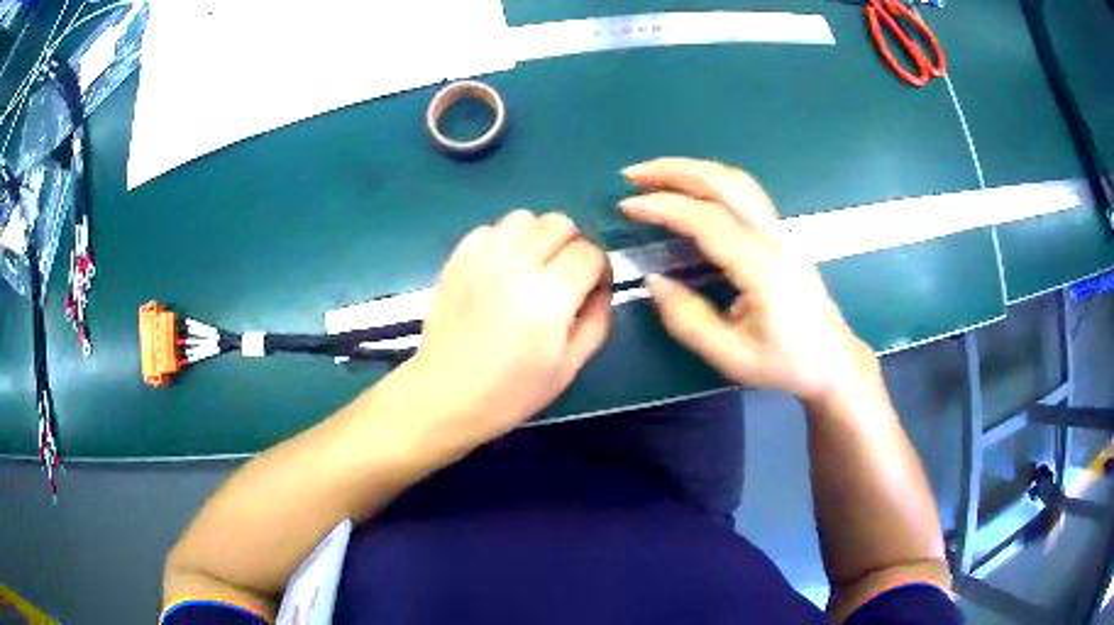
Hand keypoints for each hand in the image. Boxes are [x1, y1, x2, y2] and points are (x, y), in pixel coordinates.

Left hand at [409, 209, 611, 444]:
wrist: (446, 394)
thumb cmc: (512, 391)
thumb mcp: (569, 367)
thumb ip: (597, 320)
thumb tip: (601, 287)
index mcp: (549, 296)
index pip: (590, 253)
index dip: (600, 269)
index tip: (593, 288)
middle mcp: (516, 265)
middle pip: (560, 224)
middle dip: (573, 246)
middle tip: (565, 276)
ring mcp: (482, 257)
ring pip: (525, 218)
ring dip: (538, 237)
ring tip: (532, 267)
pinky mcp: (457, 258)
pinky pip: (490, 228)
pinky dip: (504, 241)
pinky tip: (501, 269)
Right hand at [619, 158, 877, 404]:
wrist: (834, 361)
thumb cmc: (786, 364)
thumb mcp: (732, 357)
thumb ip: (688, 321)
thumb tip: (654, 281)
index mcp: (762, 269)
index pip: (708, 220)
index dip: (664, 207)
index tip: (628, 206)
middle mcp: (774, 239)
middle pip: (724, 183)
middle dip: (675, 171)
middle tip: (633, 174)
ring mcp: (782, 232)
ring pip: (738, 181)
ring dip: (693, 169)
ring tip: (656, 175)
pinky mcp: (782, 234)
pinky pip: (746, 192)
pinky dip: (712, 179)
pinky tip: (692, 188)